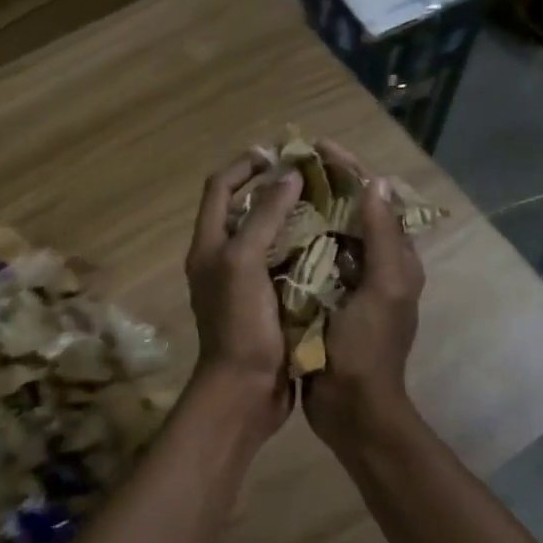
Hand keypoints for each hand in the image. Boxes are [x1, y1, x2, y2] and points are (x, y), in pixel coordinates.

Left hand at [185, 154, 302, 444]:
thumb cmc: (239, 324)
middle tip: (312, 176)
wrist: (245, 390)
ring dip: (293, 218)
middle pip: (244, 209)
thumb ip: (263, 216)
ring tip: (327, 203)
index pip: (219, 188)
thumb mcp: (244, 263)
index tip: (279, 152)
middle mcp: (224, 259)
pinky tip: (333, 243)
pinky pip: (286, 264)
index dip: (245, 165)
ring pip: (268, 236)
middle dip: (273, 188)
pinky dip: (304, 249)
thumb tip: (287, 175)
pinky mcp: (269, 302)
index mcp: (209, 245)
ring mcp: (246, 282)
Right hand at [303, 143, 424, 454]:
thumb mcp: (384, 288)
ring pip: (329, 234)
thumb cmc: (368, 348)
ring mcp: (349, 285)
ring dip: (307, 210)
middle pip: (352, 212)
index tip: (316, 145)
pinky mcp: (325, 302)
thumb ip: (383, 236)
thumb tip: (376, 182)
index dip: (349, 168)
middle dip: (325, 183)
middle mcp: (375, 265)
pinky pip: (311, 261)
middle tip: (289, 163)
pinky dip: (295, 243)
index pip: (376, 199)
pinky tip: (269, 231)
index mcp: (394, 259)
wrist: (352, 407)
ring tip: (275, 188)